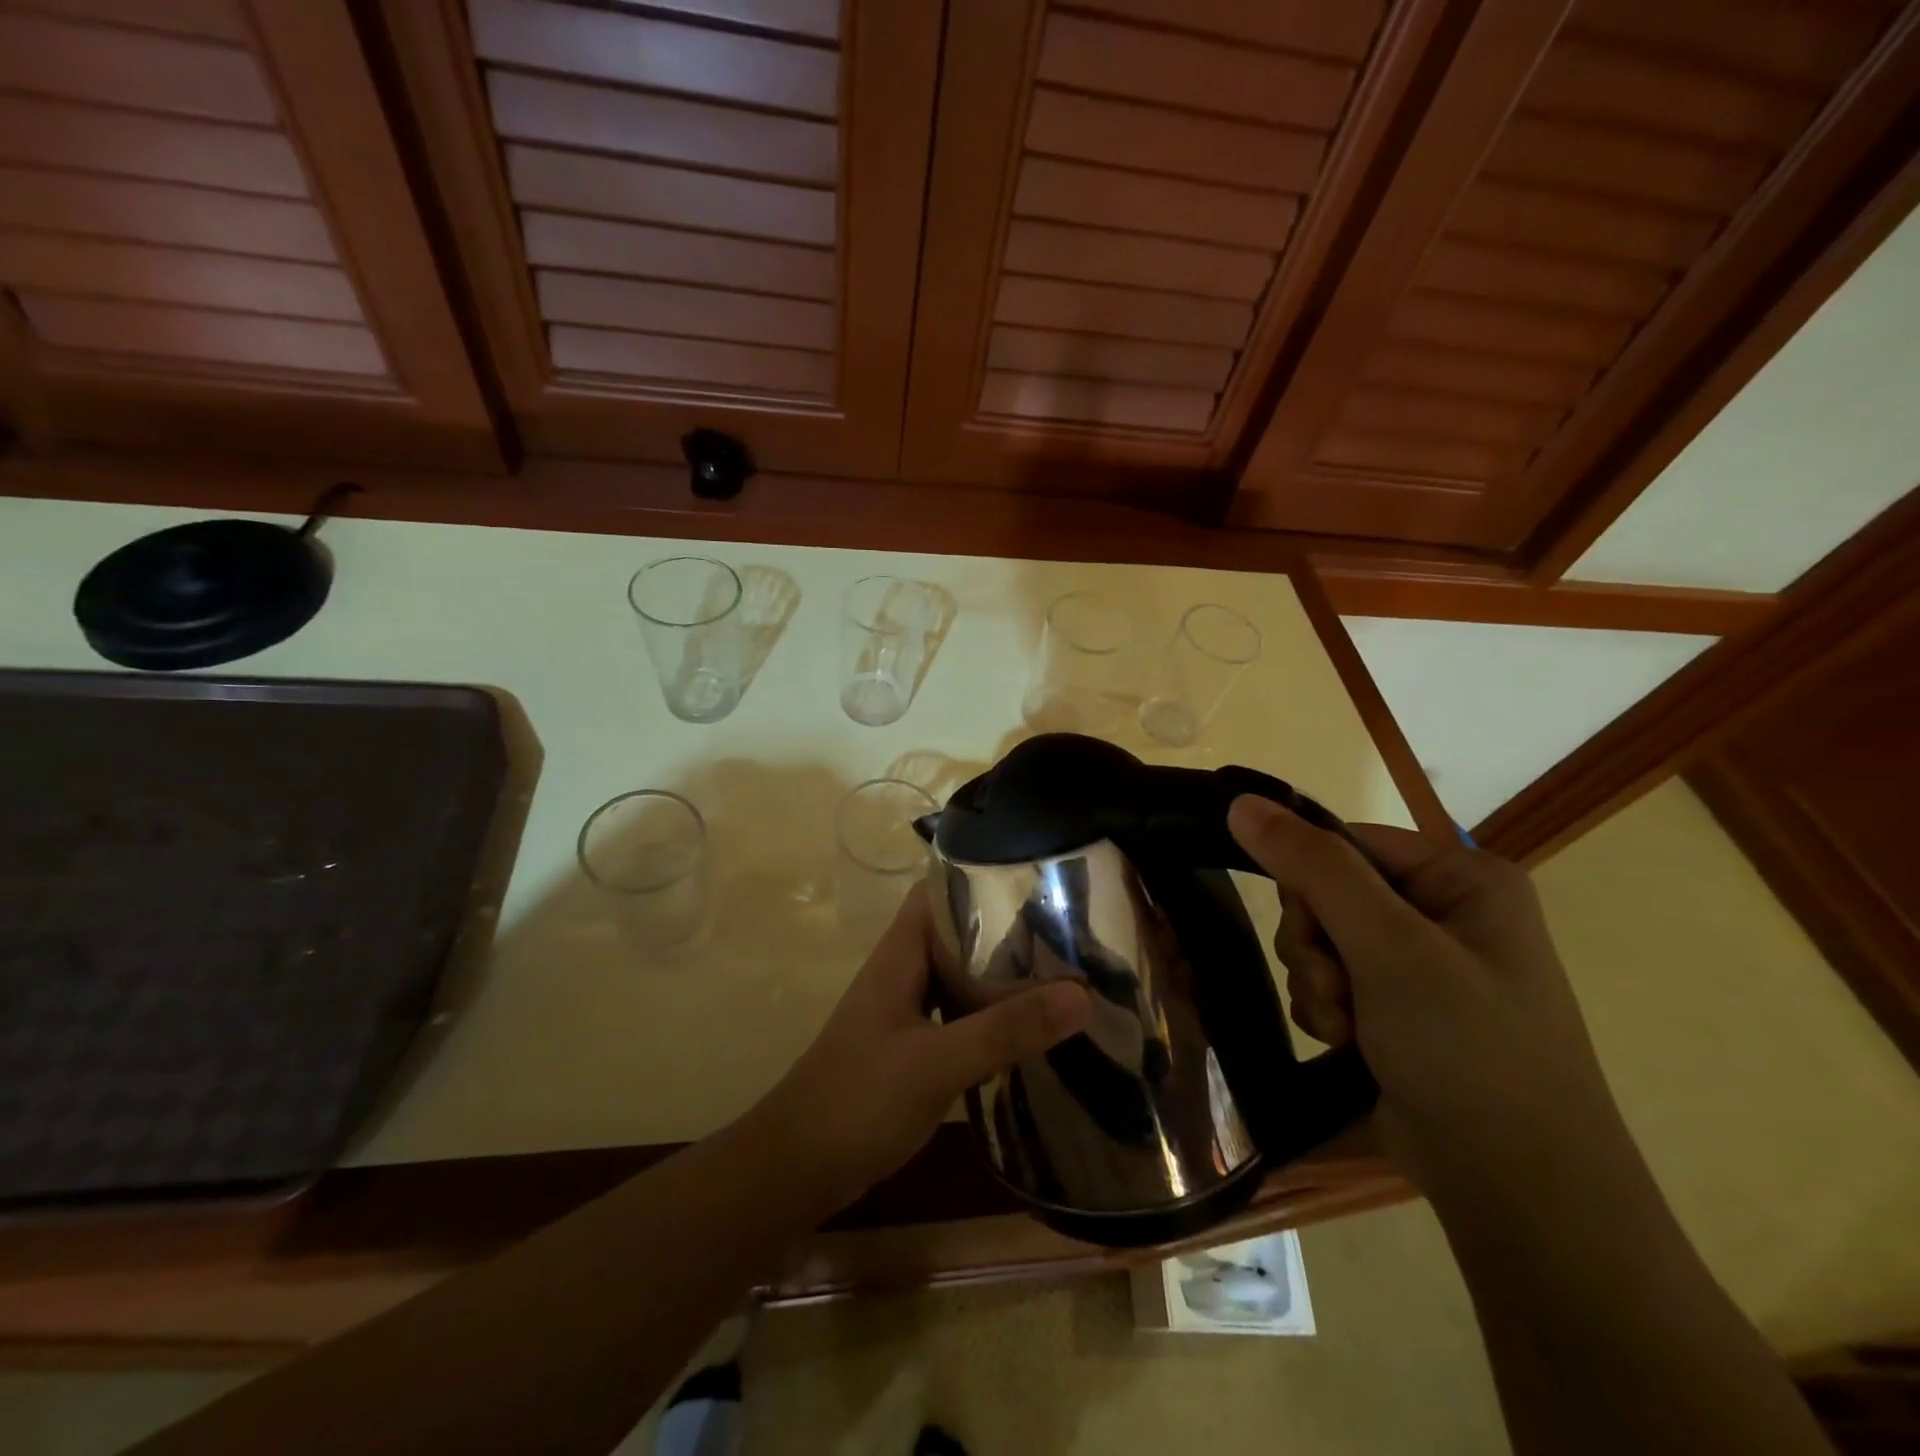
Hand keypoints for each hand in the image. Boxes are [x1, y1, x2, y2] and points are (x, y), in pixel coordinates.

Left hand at [751, 884, 1090, 1211]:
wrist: (795, 1170)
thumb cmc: (856, 1101)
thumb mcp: (935, 1063)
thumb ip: (1004, 1030)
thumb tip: (1081, 994)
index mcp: (899, 955)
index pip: (939, 892)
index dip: (981, 878)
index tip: (1038, 880)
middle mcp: (902, 973)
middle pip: (956, 934)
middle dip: (1005, 930)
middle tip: (1066, 930)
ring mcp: (904, 1012)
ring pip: (958, 977)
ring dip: (999, 975)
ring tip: (1059, 973)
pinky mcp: (911, 1049)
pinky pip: (957, 1016)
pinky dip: (989, 1016)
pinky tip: (1026, 1031)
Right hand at [1227, 798, 1631, 1197]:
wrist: (1519, 1192)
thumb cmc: (1467, 1050)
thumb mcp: (1387, 946)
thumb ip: (1313, 867)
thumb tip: (1242, 803)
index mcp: (1462, 878)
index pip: (1345, 842)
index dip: (1310, 881)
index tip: (1311, 929)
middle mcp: (1444, 911)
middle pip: (1327, 892)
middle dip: (1315, 944)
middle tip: (1336, 988)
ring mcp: (1422, 963)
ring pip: (1322, 941)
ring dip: (1317, 982)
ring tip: (1344, 1026)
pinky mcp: (1401, 1008)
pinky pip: (1332, 981)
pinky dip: (1326, 1010)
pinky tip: (1346, 1043)